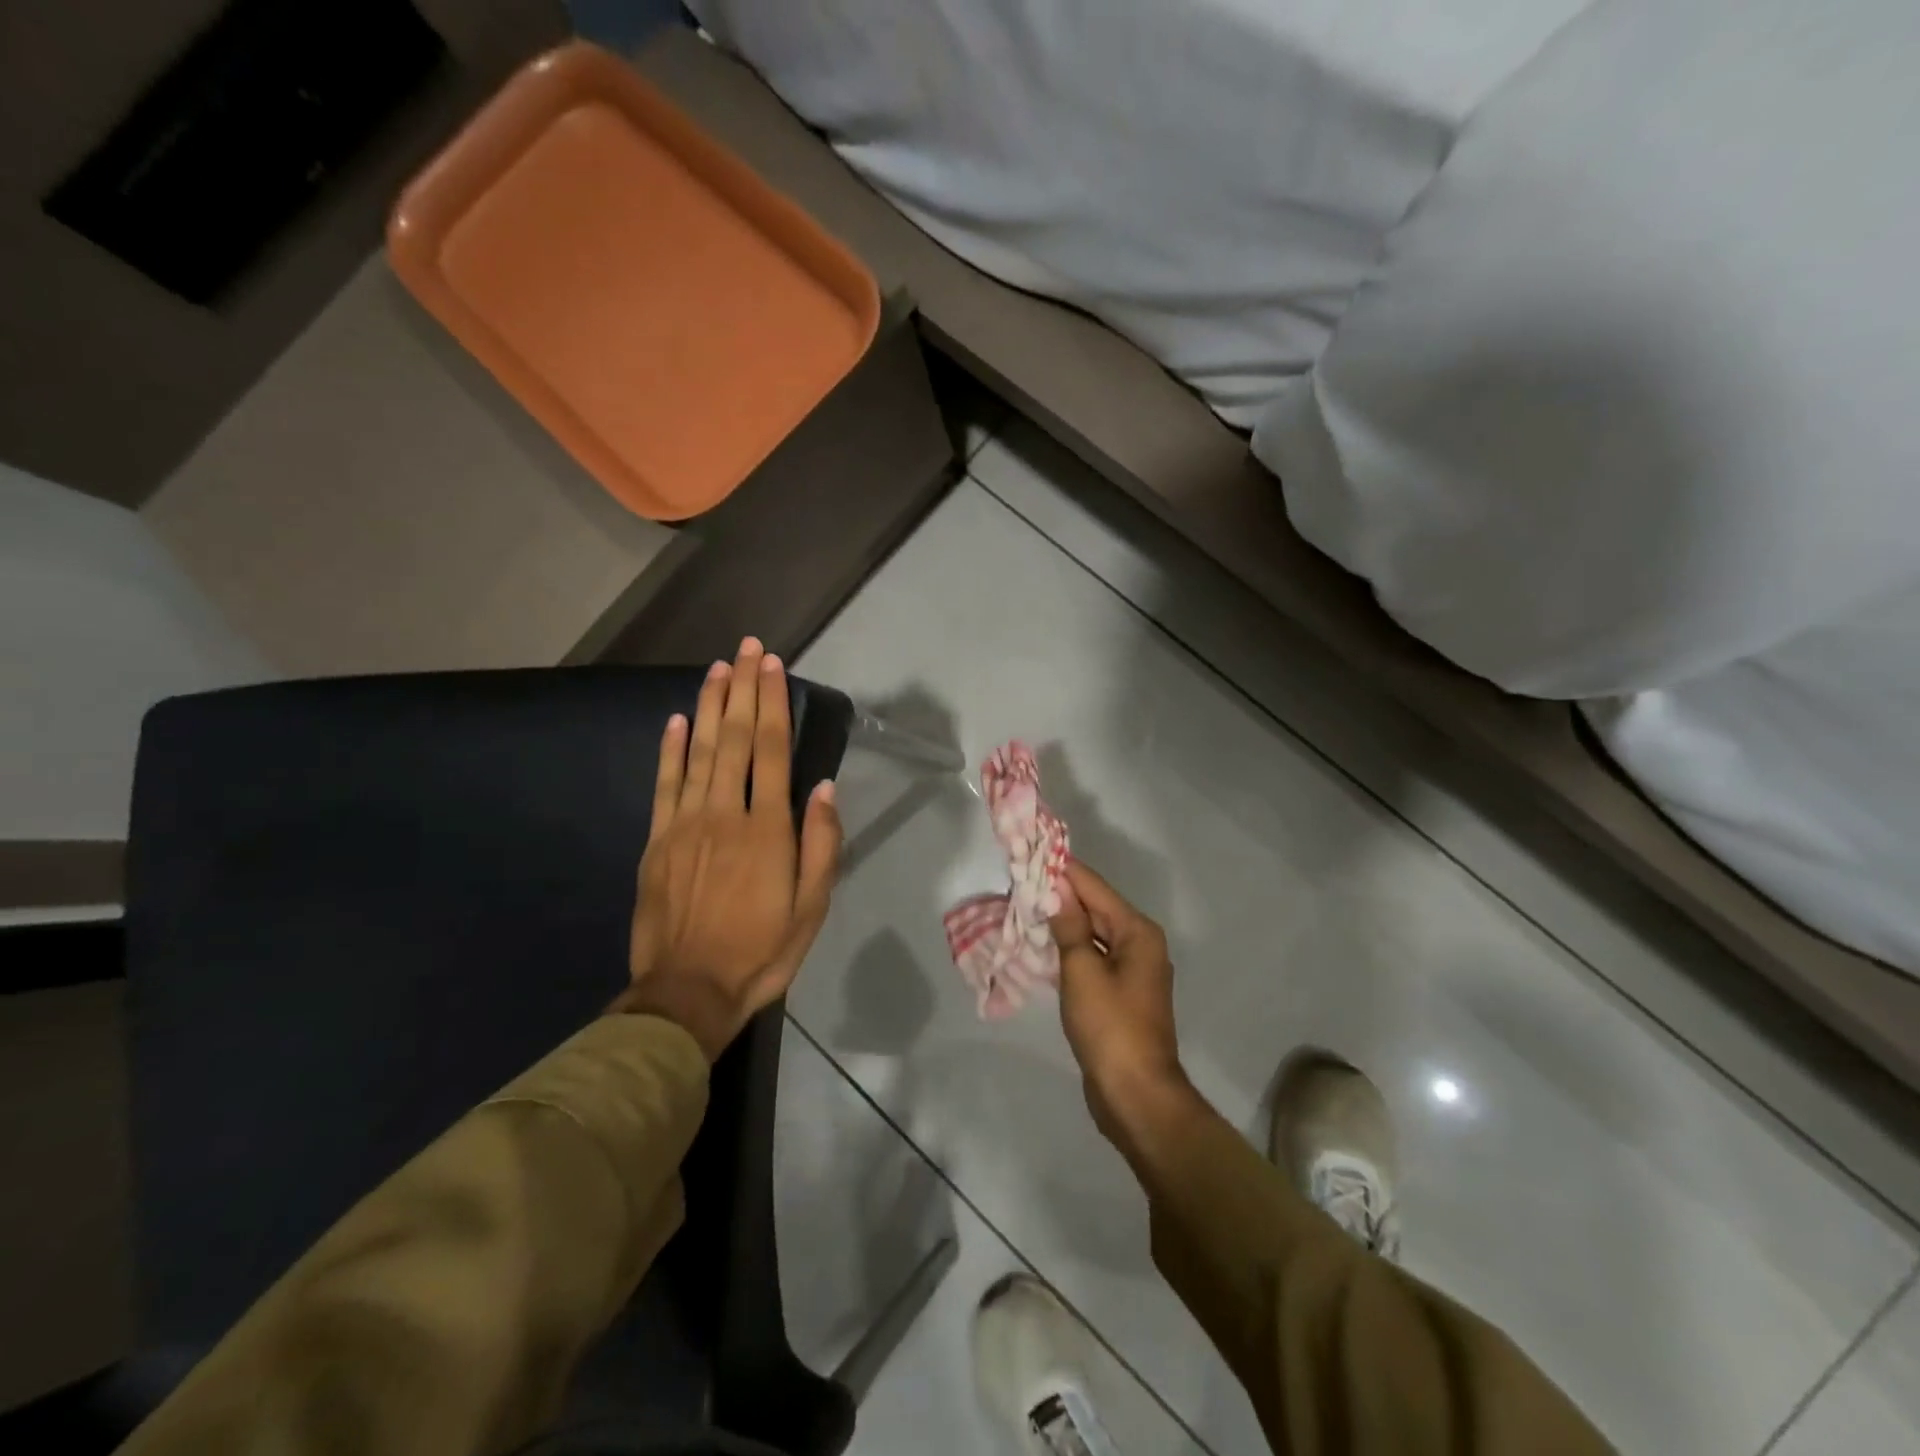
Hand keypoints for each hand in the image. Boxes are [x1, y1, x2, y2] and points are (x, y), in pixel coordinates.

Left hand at [612, 638, 841, 1059]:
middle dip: (742, 689)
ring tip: (717, 669)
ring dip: (708, 706)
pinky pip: (664, 785)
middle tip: (747, 648)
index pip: (770, 751)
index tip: (774, 666)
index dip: (772, 704)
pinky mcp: (657, 841)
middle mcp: (725, 814)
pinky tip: (675, 721)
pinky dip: (669, 750)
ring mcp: (685, 824)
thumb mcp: (811, 907)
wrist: (687, 992)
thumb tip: (824, 788)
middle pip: (734, 739)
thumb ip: (821, 845)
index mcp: (767, 830)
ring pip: (698, 752)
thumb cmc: (761, 951)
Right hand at [1049, 860, 1195, 1147]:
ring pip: (1091, 934)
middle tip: (1019, 881)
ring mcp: (1131, 971)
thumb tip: (1057, 889)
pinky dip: (1069, 949)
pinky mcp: (1119, 994)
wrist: (1135, 1095)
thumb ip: (1069, 925)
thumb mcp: (1082, 971)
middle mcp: (1139, 944)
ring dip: (1062, 922)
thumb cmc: (1109, 1026)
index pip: (1093, 887)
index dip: (1062, 870)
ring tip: (1024, 907)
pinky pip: (1091, 958)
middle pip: (1095, 908)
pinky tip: (1042, 945)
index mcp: (1137, 932)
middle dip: (1059, 895)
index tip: (1031, 853)